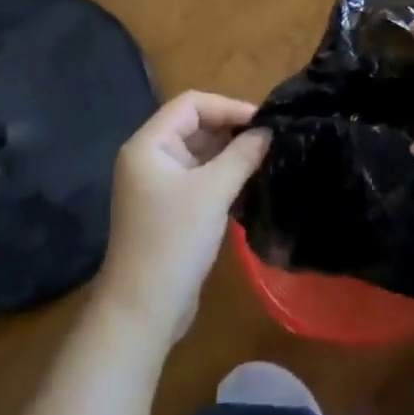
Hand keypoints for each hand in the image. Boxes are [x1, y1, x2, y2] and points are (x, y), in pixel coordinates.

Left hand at [95, 91, 268, 344]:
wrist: (143, 310)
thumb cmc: (174, 241)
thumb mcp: (213, 192)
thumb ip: (242, 155)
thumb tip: (268, 131)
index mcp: (149, 145)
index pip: (191, 104)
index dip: (228, 106)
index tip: (263, 120)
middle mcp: (149, 157)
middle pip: (193, 125)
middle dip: (230, 127)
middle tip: (270, 136)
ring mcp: (157, 184)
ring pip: (198, 151)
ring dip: (229, 151)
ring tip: (265, 155)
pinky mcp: (168, 207)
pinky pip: (198, 175)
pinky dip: (222, 172)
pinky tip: (249, 178)